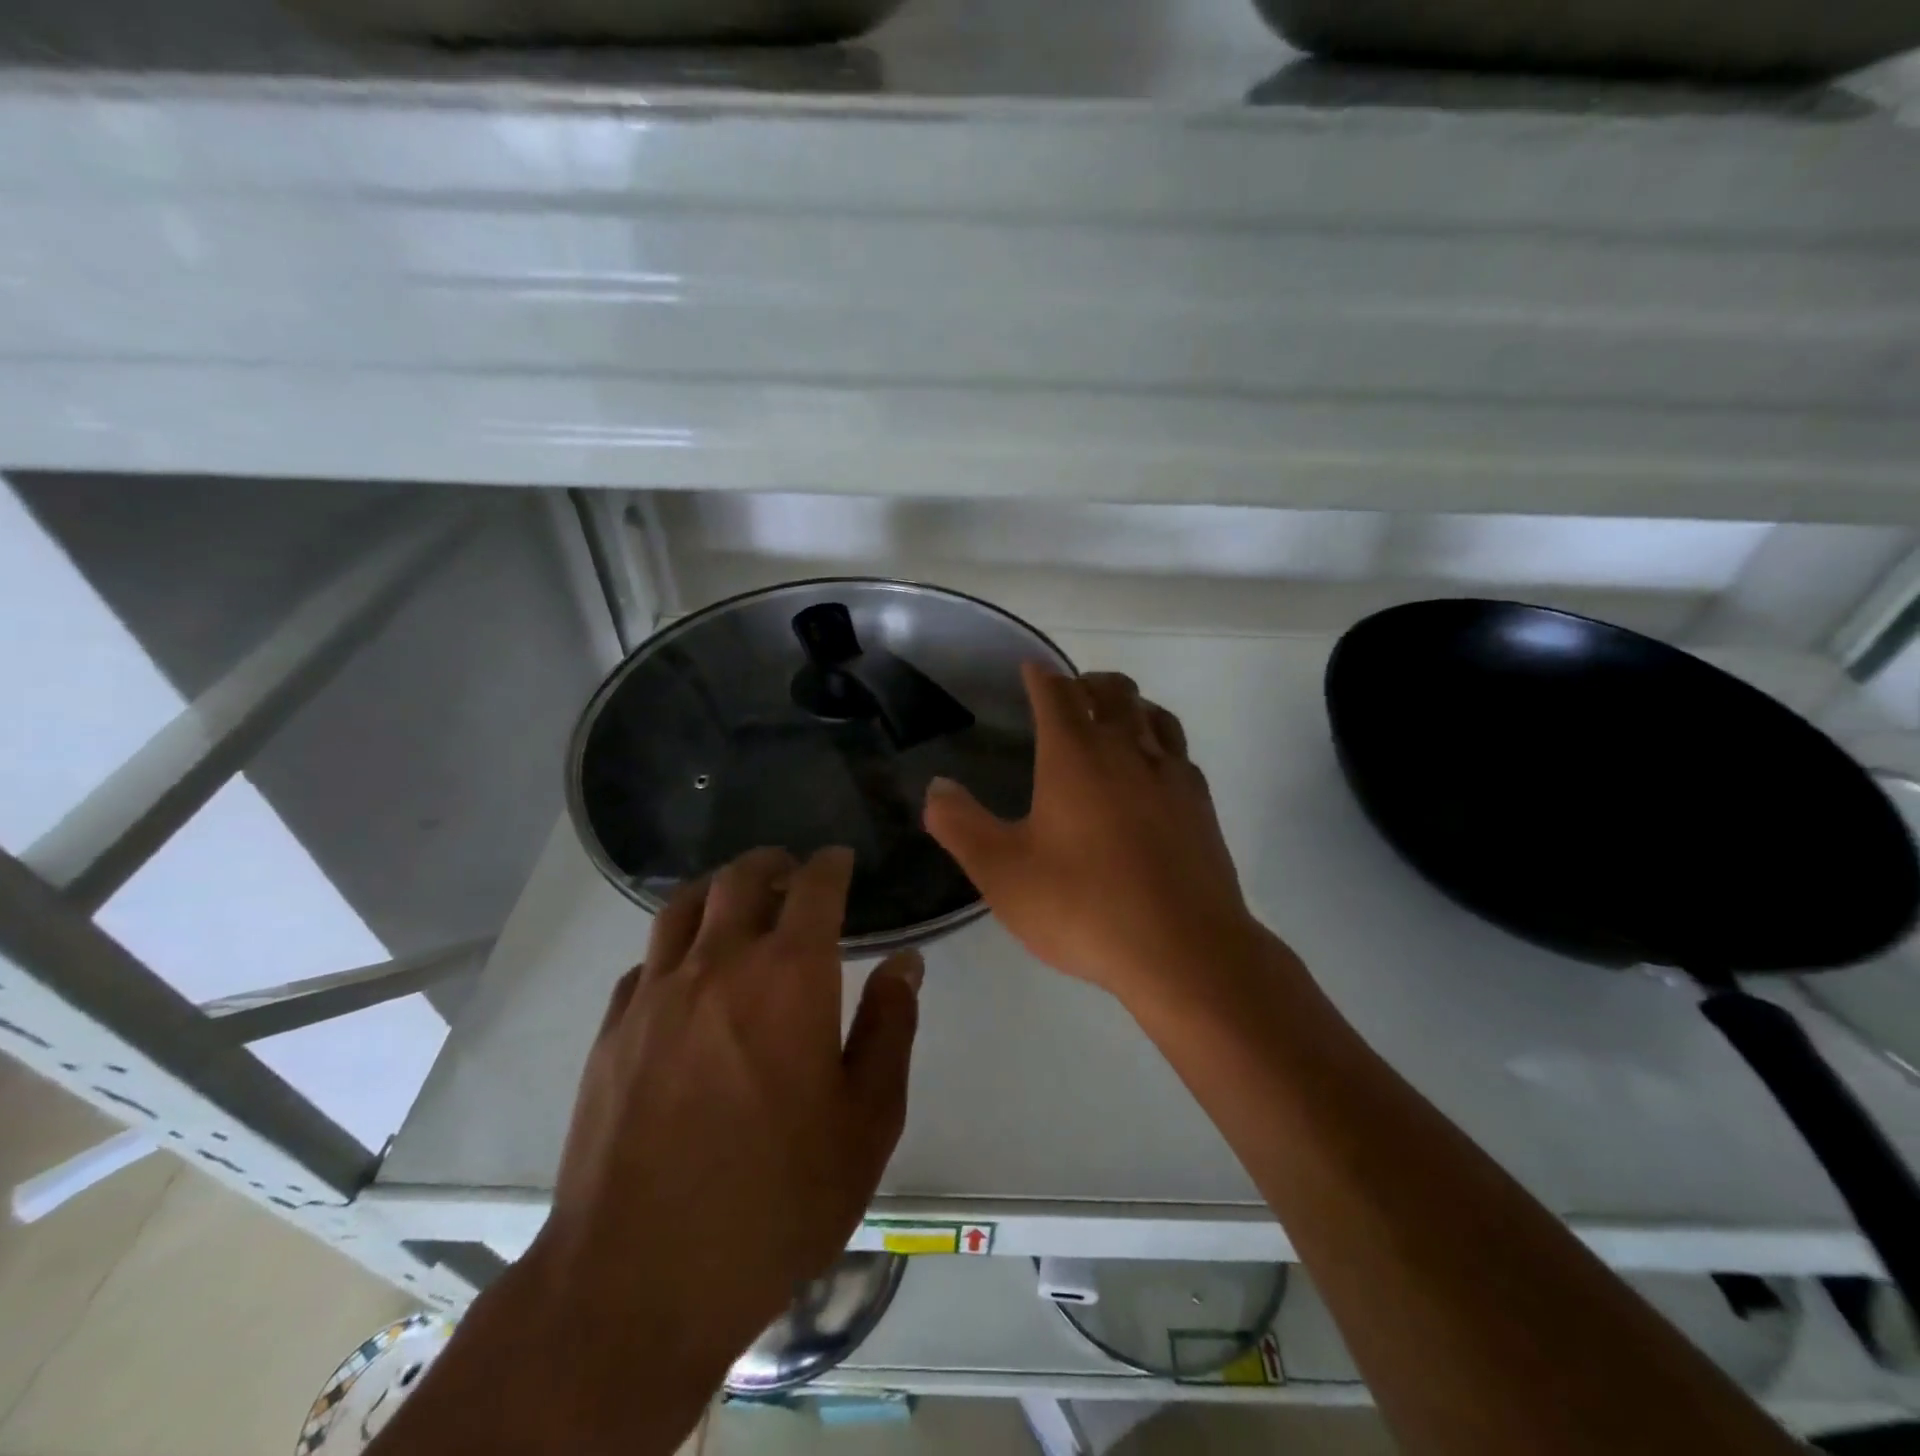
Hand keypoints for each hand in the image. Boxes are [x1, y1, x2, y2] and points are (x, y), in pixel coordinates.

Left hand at [532, 846, 921, 1391]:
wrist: (640, 1282)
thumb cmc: (777, 1200)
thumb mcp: (866, 1121)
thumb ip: (890, 1028)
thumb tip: (904, 962)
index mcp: (789, 976)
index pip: (814, 887)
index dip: (831, 864)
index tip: (840, 860)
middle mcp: (719, 963)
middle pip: (741, 879)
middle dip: (772, 864)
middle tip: (791, 873)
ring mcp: (656, 993)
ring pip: (683, 905)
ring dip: (717, 889)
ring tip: (737, 901)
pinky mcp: (613, 1030)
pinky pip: (647, 960)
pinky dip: (675, 946)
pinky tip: (686, 974)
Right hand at [923, 664, 1264, 1009]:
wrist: (1184, 950)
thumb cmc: (1084, 906)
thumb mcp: (1002, 873)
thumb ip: (961, 825)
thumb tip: (937, 787)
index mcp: (1075, 755)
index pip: (1056, 692)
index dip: (1039, 675)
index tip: (1029, 668)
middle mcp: (1126, 749)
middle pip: (1112, 690)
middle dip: (1086, 682)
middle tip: (1067, 694)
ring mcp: (1171, 774)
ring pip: (1152, 713)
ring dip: (1128, 704)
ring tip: (1112, 718)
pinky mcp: (1201, 803)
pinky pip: (1178, 750)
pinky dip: (1158, 741)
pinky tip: (1152, 769)